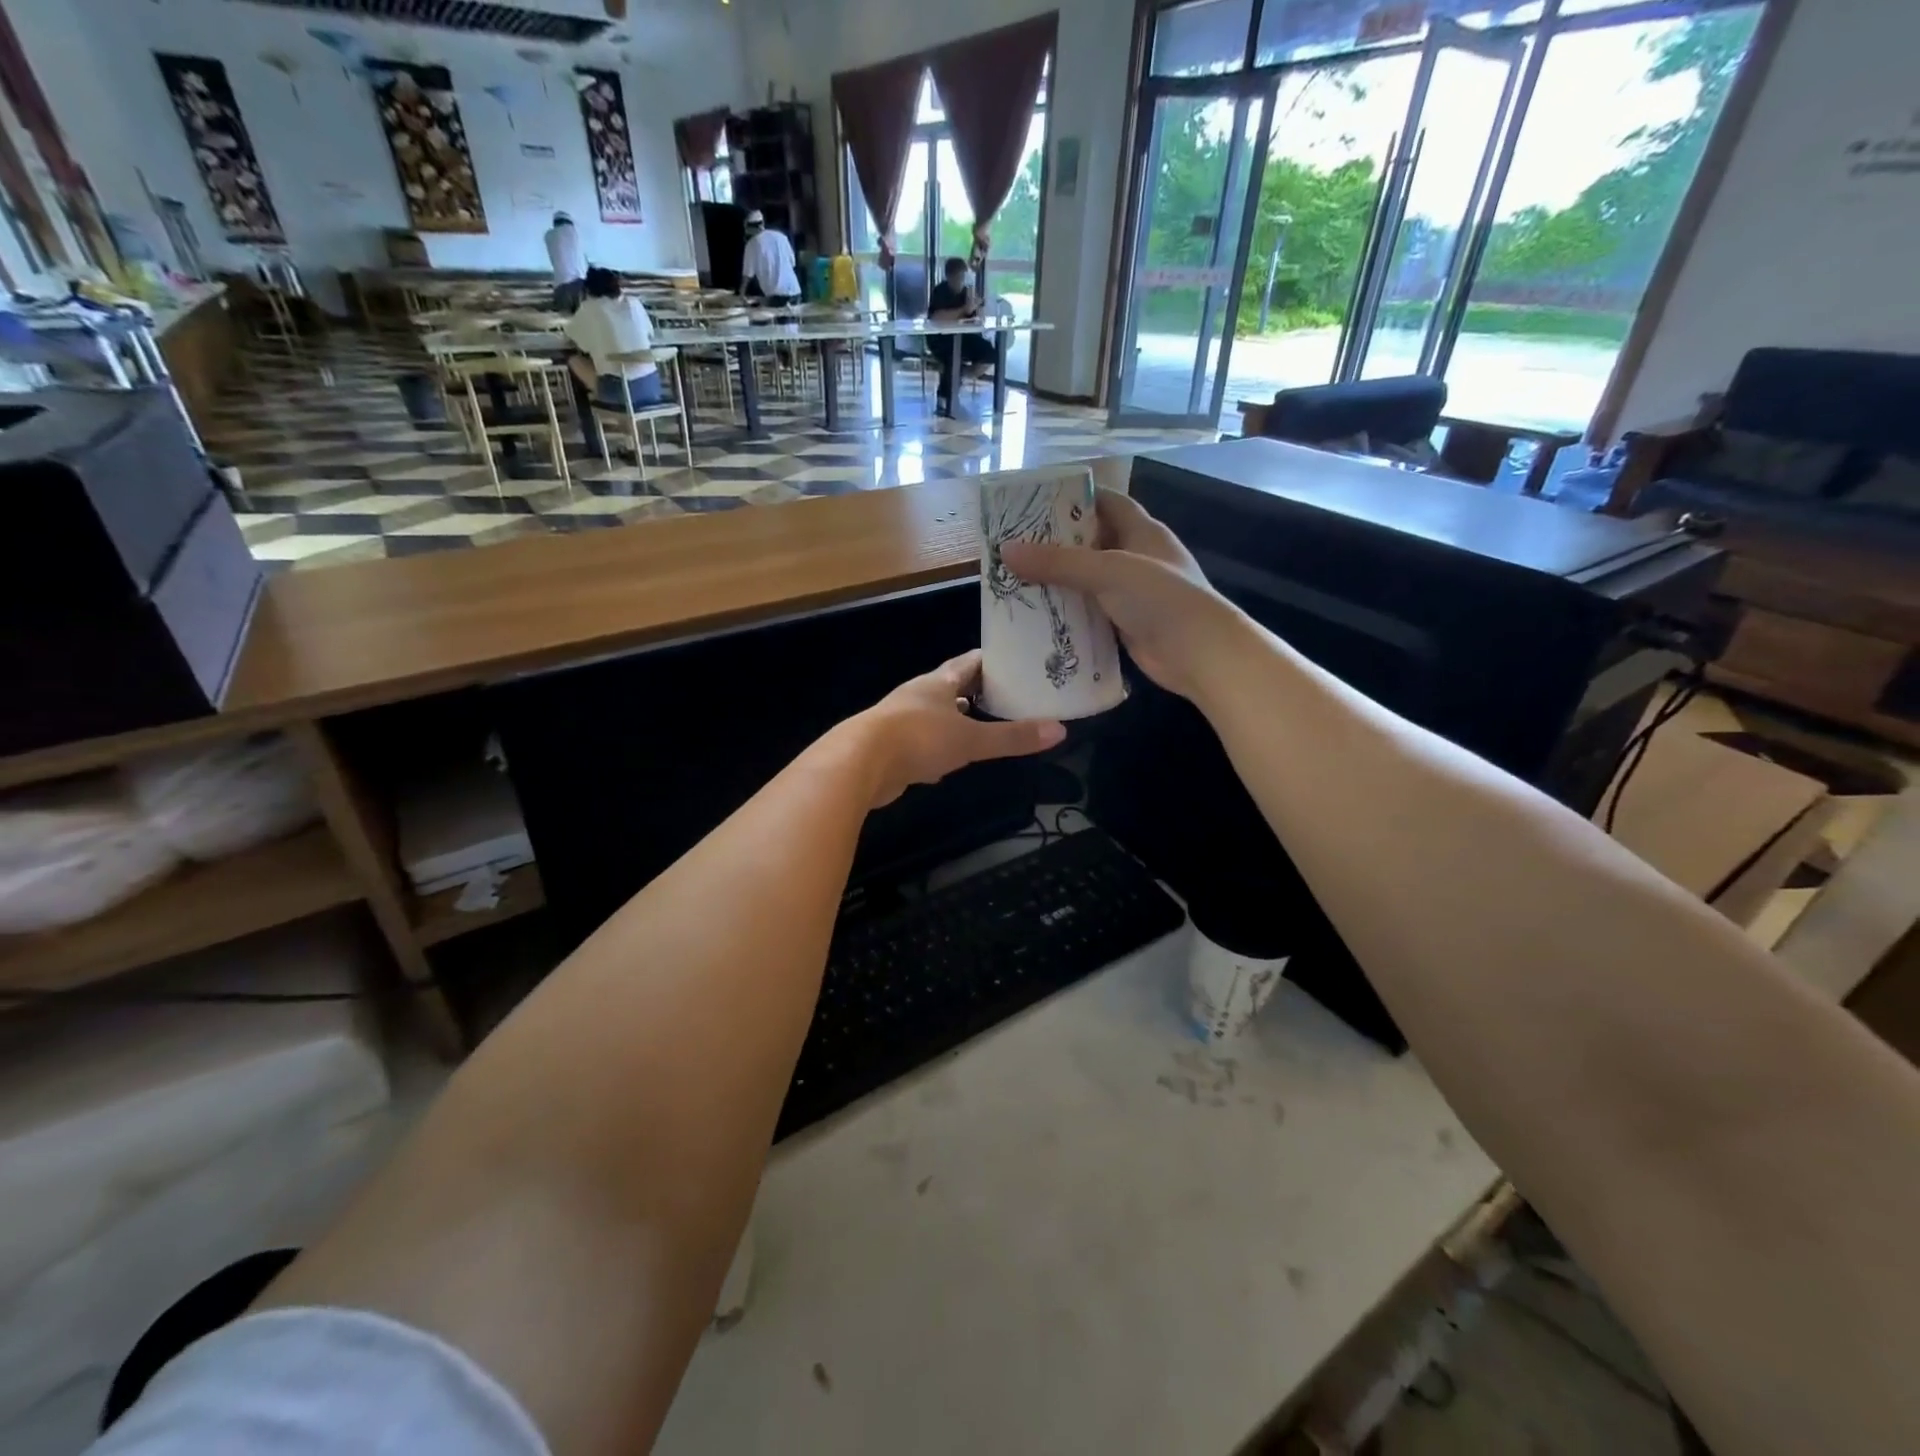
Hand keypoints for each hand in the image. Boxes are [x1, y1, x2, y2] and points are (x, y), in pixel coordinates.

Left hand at [850, 650, 1064, 808]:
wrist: (859, 764)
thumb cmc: (918, 739)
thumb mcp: (971, 739)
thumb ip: (1012, 737)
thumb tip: (1060, 731)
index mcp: (937, 683)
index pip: (970, 662)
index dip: (993, 660)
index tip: (1018, 661)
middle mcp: (918, 696)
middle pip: (952, 687)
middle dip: (979, 692)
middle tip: (1010, 697)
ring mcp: (902, 722)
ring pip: (937, 716)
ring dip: (958, 720)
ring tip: (985, 726)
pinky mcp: (891, 749)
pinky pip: (923, 743)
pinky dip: (940, 748)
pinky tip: (950, 761)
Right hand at [1000, 491, 1245, 702]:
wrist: (1199, 654)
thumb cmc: (1160, 598)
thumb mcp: (1107, 571)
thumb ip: (1058, 562)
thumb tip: (1006, 551)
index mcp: (1142, 531)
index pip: (1107, 503)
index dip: (1075, 498)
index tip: (1036, 502)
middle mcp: (1137, 557)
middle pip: (1092, 542)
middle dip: (1057, 543)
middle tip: (1015, 544)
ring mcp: (1132, 593)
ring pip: (1088, 580)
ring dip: (1059, 580)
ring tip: (1016, 578)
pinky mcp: (1126, 623)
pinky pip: (1090, 611)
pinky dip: (1067, 611)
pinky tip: (1037, 614)